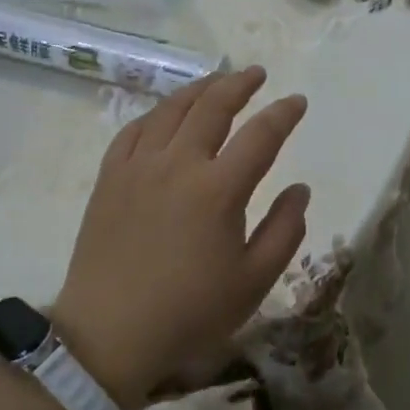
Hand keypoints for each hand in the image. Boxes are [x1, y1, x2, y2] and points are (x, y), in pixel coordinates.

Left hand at [52, 67, 309, 409]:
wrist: (109, 335)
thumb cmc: (190, 313)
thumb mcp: (253, 281)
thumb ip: (285, 230)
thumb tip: (300, 188)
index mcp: (219, 189)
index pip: (261, 135)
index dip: (284, 114)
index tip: (298, 101)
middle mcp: (178, 164)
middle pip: (213, 107)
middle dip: (240, 84)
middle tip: (257, 73)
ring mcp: (139, 167)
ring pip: (171, 110)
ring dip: (199, 89)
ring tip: (216, 80)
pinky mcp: (110, 178)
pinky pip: (134, 130)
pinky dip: (156, 113)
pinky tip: (165, 113)